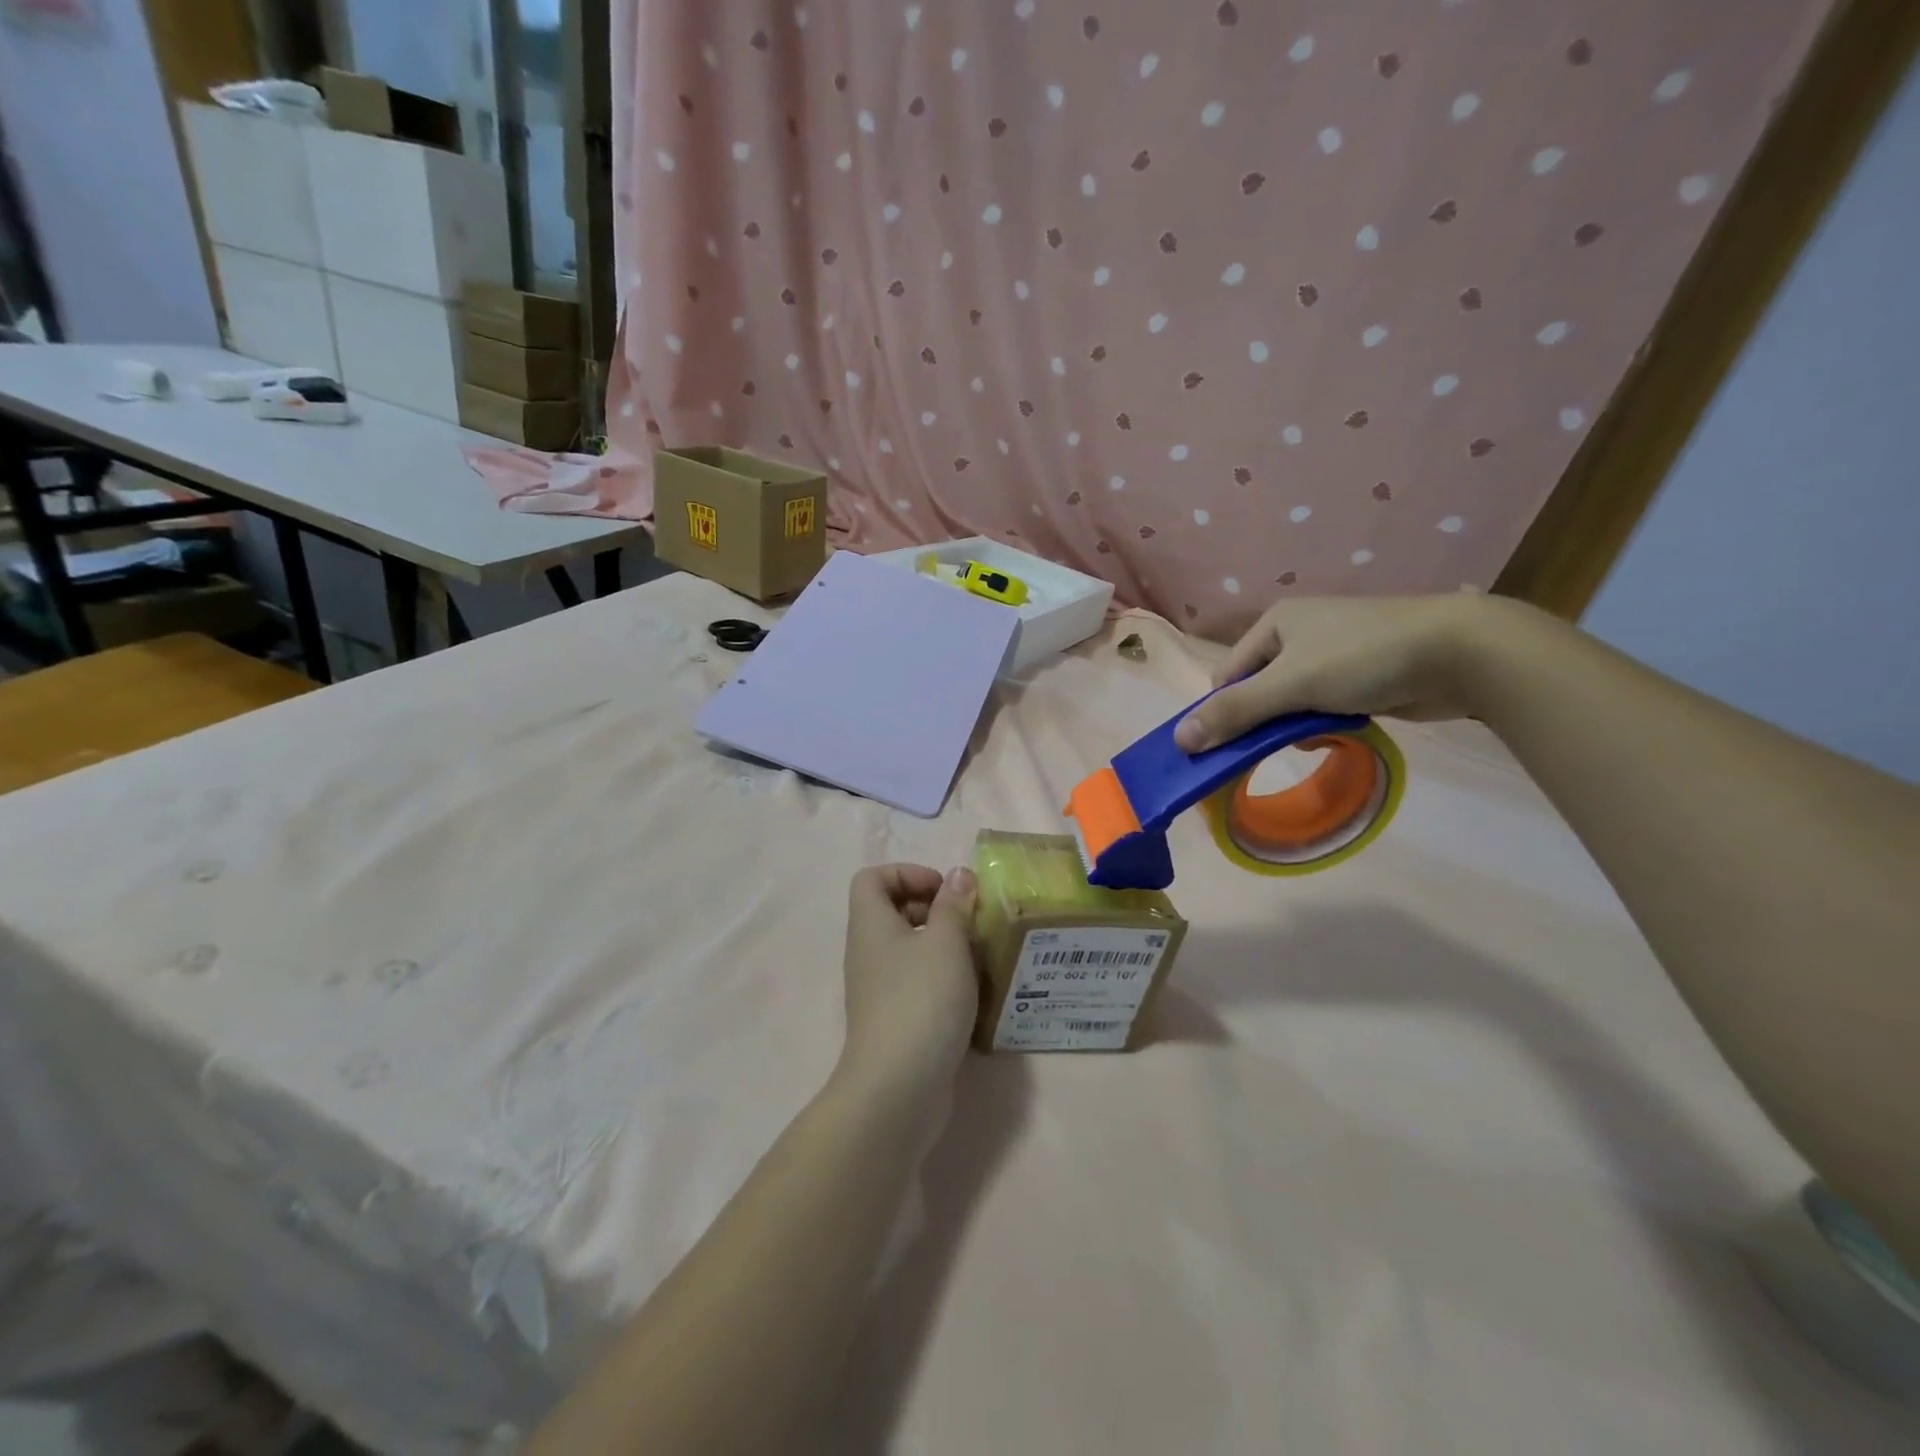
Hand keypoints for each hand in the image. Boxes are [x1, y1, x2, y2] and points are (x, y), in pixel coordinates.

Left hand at [838, 864, 979, 1096]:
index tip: (944, 891)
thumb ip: (954, 905)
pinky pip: (915, 981)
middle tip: (967, 921)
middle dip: (931, 907)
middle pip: (891, 910)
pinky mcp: (894, 1019)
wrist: (899, 1087)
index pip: (872, 878)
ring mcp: (878, 989)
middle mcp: (868, 952)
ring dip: (942, 944)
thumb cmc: (921, 1000)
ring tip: (977, 955)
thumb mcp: (946, 942)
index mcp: (870, 924)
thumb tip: (959, 876)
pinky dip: (941, 978)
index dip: (907, 873)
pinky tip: (971, 993)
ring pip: (907, 948)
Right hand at [1174, 594, 1507, 751]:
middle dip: (1262, 720)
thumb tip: (1179, 740)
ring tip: (1312, 738)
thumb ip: (1235, 712)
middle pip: (1258, 688)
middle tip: (1268, 748)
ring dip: (1294, 724)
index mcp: (1275, 623)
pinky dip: (1322, 722)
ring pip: (1290, 700)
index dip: (1224, 710)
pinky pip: (1322, 704)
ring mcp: (1332, 653)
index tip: (1228, 745)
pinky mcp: (1360, 674)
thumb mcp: (1291, 685)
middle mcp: (1298, 633)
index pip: (1228, 675)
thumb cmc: (1363, 658)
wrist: (1461, 653)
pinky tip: (1337, 733)